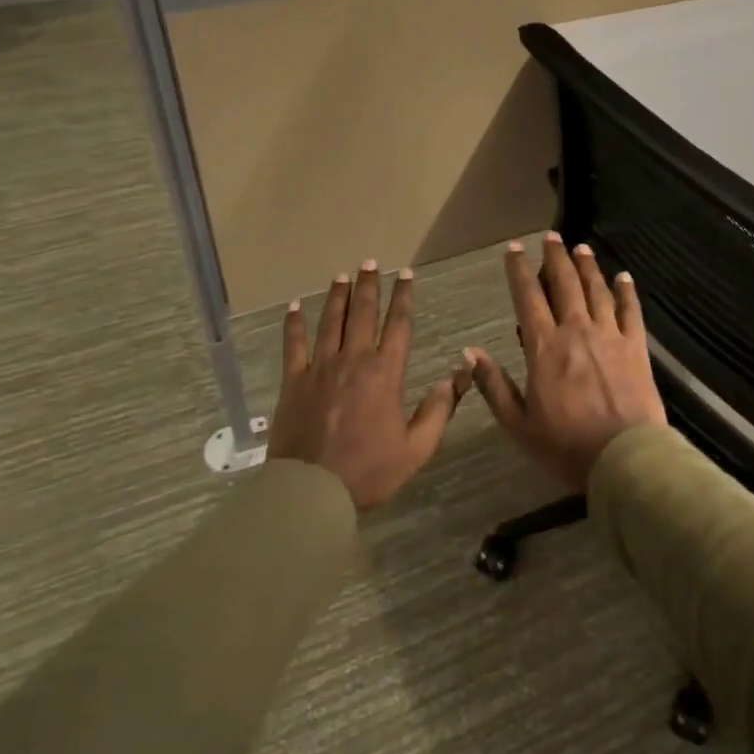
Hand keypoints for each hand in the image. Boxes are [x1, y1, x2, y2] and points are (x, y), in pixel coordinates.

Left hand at [269, 262, 473, 511]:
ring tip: (342, 275)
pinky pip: (293, 344)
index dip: (404, 297)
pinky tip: (294, 306)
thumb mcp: (417, 447)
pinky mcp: (293, 380)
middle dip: (369, 286)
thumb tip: (460, 373)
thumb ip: (439, 408)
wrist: (312, 490)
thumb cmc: (369, 471)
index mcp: (386, 373)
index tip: (406, 275)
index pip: (399, 325)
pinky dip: (294, 323)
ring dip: (338, 296)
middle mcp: (354, 360)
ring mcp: (320, 367)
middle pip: (363, 314)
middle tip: (370, 262)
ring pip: (331, 321)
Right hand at [465, 234, 666, 489]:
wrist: (624, 458)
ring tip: (580, 248)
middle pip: (564, 284)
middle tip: (551, 236)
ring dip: (587, 266)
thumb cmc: (565, 445)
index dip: (518, 270)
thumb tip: (469, 351)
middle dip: (555, 257)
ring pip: (596, 290)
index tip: (513, 249)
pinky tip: (622, 276)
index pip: (527, 297)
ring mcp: (610, 336)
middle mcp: (576, 331)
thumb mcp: (518, 423)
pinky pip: (631, 310)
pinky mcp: (637, 347)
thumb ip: (493, 384)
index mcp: (544, 347)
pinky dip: (626, 290)